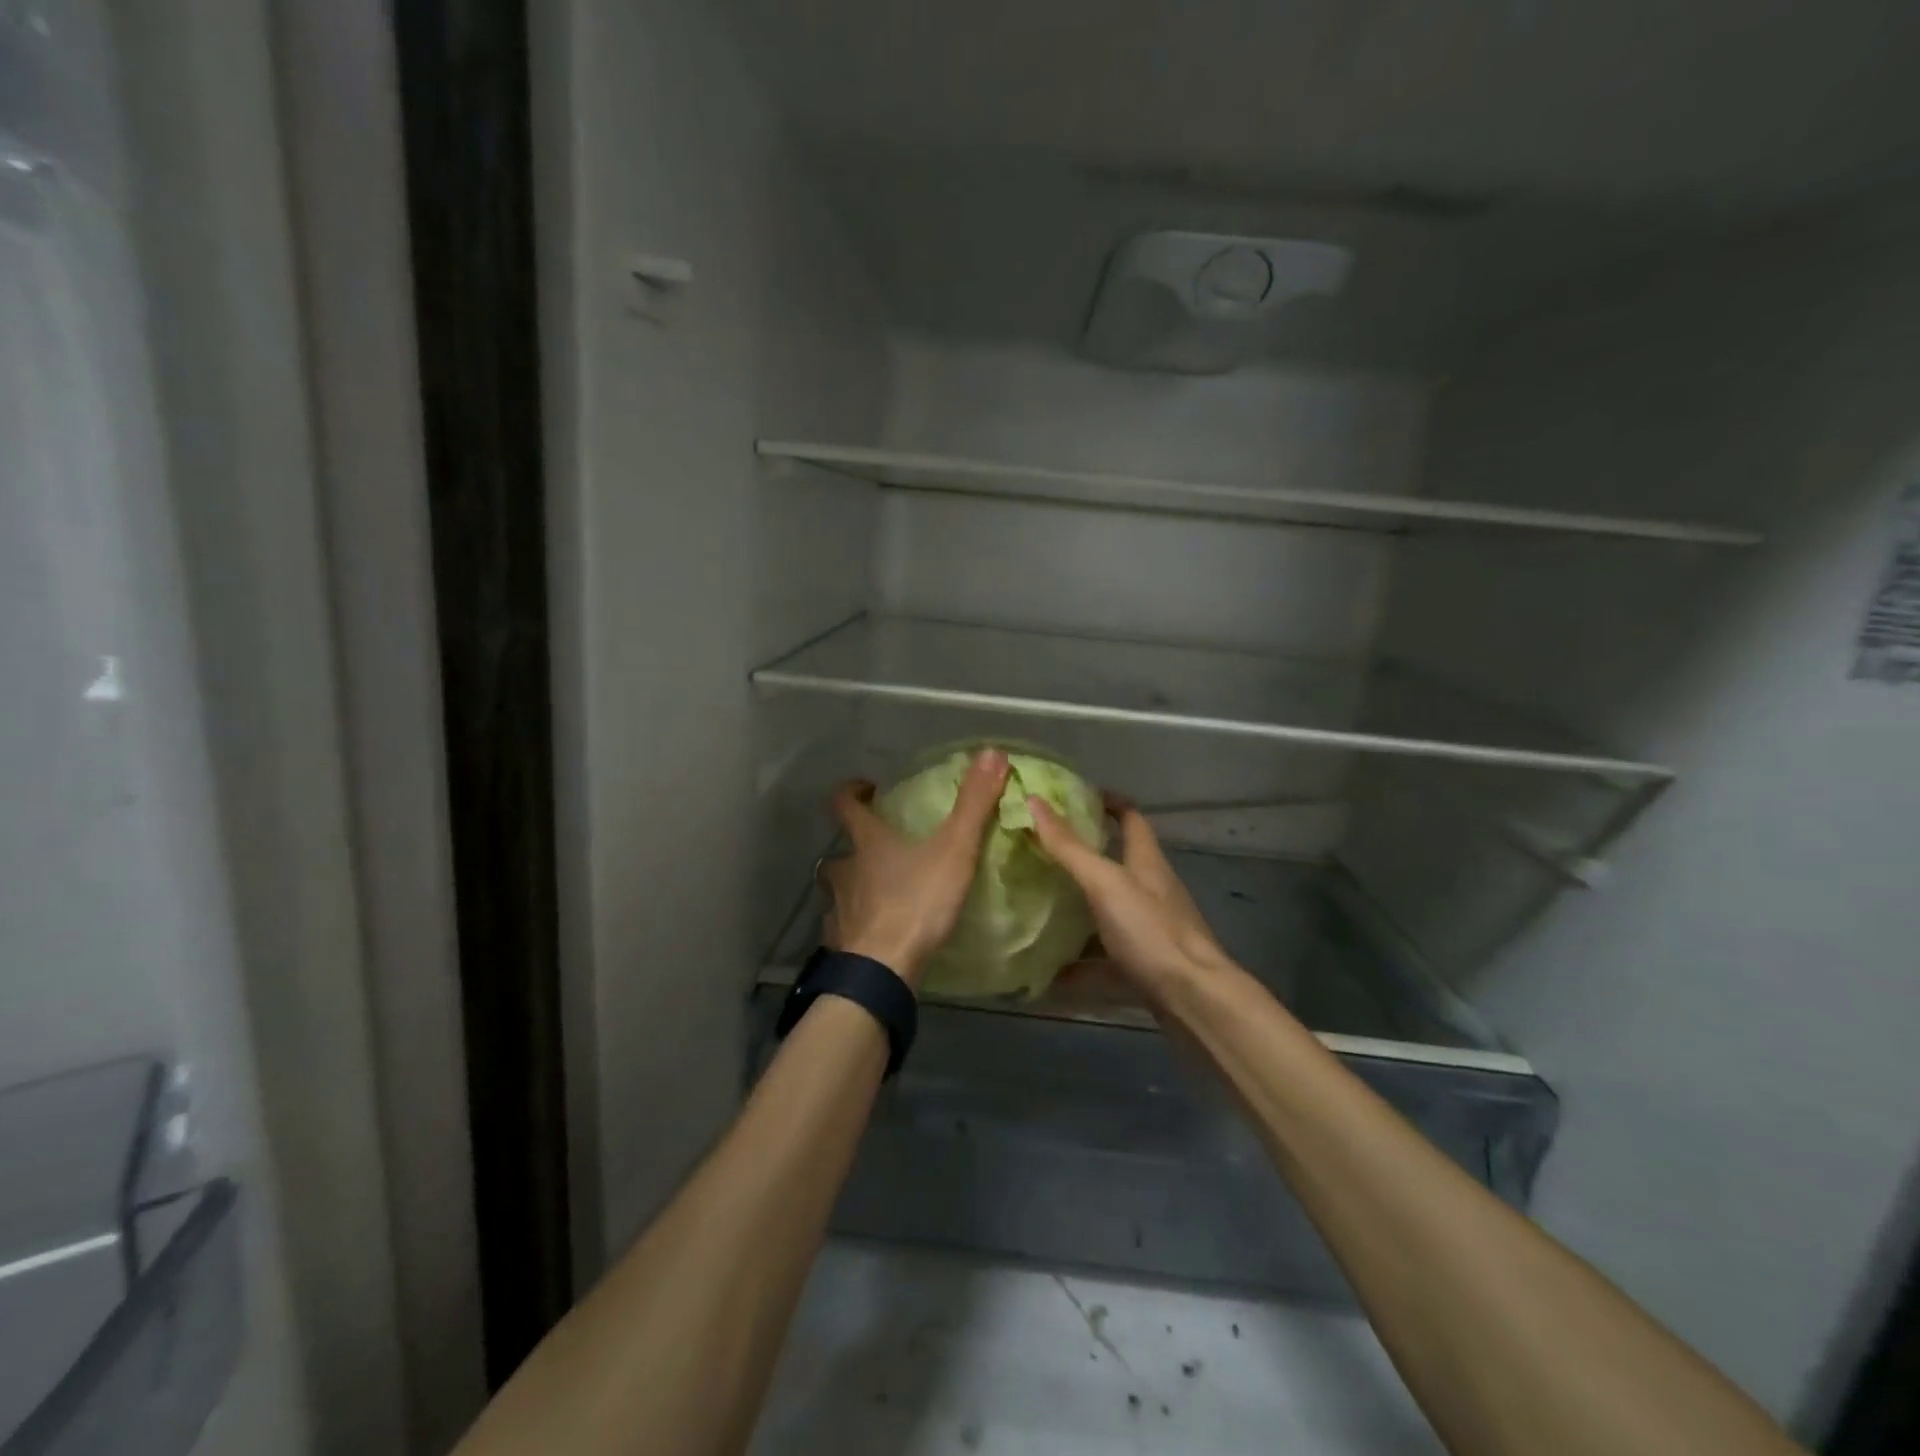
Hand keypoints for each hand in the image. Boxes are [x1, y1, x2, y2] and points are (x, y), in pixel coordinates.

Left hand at [821, 749, 1010, 986]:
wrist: (883, 970)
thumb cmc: (916, 903)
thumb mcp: (953, 850)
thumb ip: (973, 805)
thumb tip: (992, 753)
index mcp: (866, 843)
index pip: (843, 804)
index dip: (851, 791)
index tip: (866, 788)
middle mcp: (844, 871)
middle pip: (838, 850)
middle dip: (853, 847)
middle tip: (879, 849)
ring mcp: (838, 909)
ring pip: (837, 889)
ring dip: (852, 886)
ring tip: (877, 892)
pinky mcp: (840, 942)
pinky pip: (843, 927)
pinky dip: (854, 925)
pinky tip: (874, 933)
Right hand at [1028, 791, 1234, 996]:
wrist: (1194, 998)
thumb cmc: (1151, 930)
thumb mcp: (1105, 883)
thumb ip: (1069, 847)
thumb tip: (1035, 801)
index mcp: (1147, 861)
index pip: (1131, 817)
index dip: (1108, 802)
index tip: (1076, 797)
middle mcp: (1152, 888)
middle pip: (1119, 861)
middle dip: (1084, 854)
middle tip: (1043, 850)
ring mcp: (1151, 926)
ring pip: (1111, 907)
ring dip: (1080, 904)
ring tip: (1040, 902)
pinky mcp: (1146, 961)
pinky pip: (1106, 953)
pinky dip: (1081, 960)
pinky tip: (1052, 972)